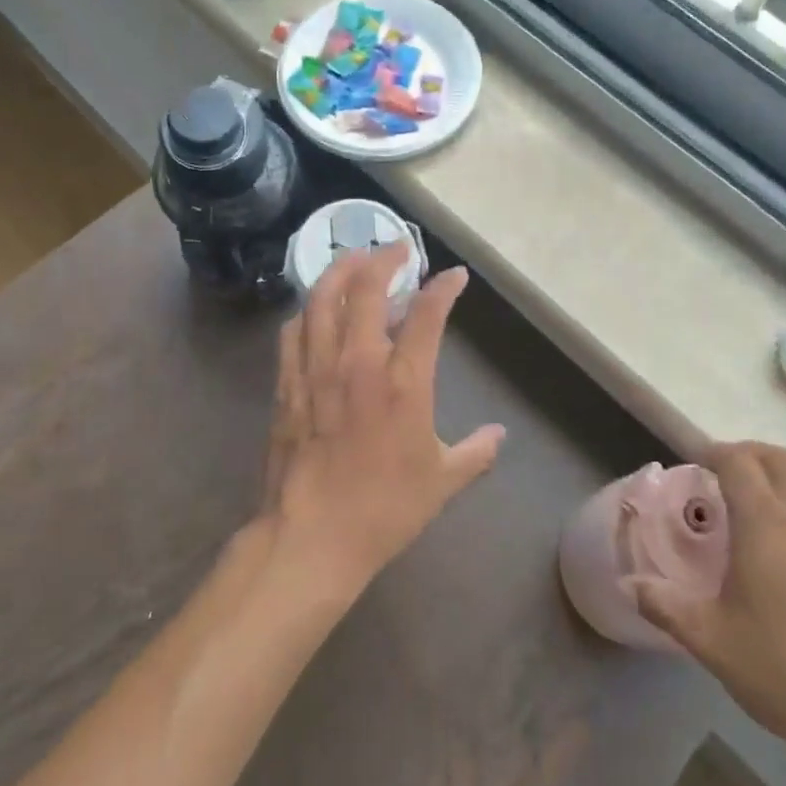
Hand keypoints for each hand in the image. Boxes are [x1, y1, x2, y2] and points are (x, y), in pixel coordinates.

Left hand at [263, 244, 505, 597]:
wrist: (312, 537)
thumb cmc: (384, 509)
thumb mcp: (442, 481)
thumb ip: (475, 452)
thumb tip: (499, 436)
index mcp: (403, 382)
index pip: (428, 315)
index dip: (443, 288)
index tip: (454, 276)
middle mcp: (358, 363)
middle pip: (366, 288)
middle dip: (384, 258)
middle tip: (397, 248)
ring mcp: (316, 370)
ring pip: (322, 299)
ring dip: (340, 270)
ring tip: (354, 260)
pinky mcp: (286, 385)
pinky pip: (293, 331)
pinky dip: (308, 310)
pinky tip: (315, 310)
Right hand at [626, 441, 785, 778]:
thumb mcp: (713, 642)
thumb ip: (665, 607)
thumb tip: (629, 585)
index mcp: (766, 522)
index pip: (738, 461)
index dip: (714, 452)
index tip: (696, 461)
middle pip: (780, 459)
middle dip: (749, 456)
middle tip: (726, 476)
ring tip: (768, 505)